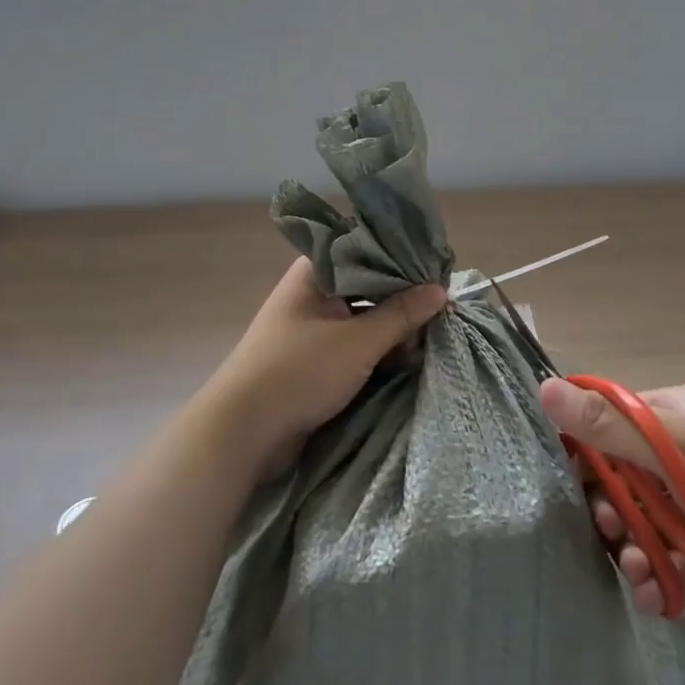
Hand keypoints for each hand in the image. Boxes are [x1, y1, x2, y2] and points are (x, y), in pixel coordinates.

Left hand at [206, 258, 446, 479]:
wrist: (242, 434)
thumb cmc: (298, 372)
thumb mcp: (358, 342)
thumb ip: (401, 315)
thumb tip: (442, 290)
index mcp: (316, 272)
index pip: (369, 251)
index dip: (404, 262)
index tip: (438, 274)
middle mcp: (315, 292)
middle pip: (371, 285)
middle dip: (404, 301)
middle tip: (440, 315)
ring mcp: (315, 325)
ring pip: (367, 316)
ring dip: (395, 329)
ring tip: (426, 343)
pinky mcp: (317, 357)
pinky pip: (358, 342)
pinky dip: (380, 349)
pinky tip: (406, 359)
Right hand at [540, 378, 684, 649]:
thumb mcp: (680, 449)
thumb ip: (611, 425)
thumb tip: (544, 386)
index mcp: (684, 415)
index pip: (618, 418)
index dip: (588, 445)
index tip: (568, 478)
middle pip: (627, 473)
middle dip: (610, 504)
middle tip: (605, 529)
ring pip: (647, 520)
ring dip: (631, 545)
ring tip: (634, 570)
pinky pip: (672, 559)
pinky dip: (658, 576)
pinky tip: (654, 594)